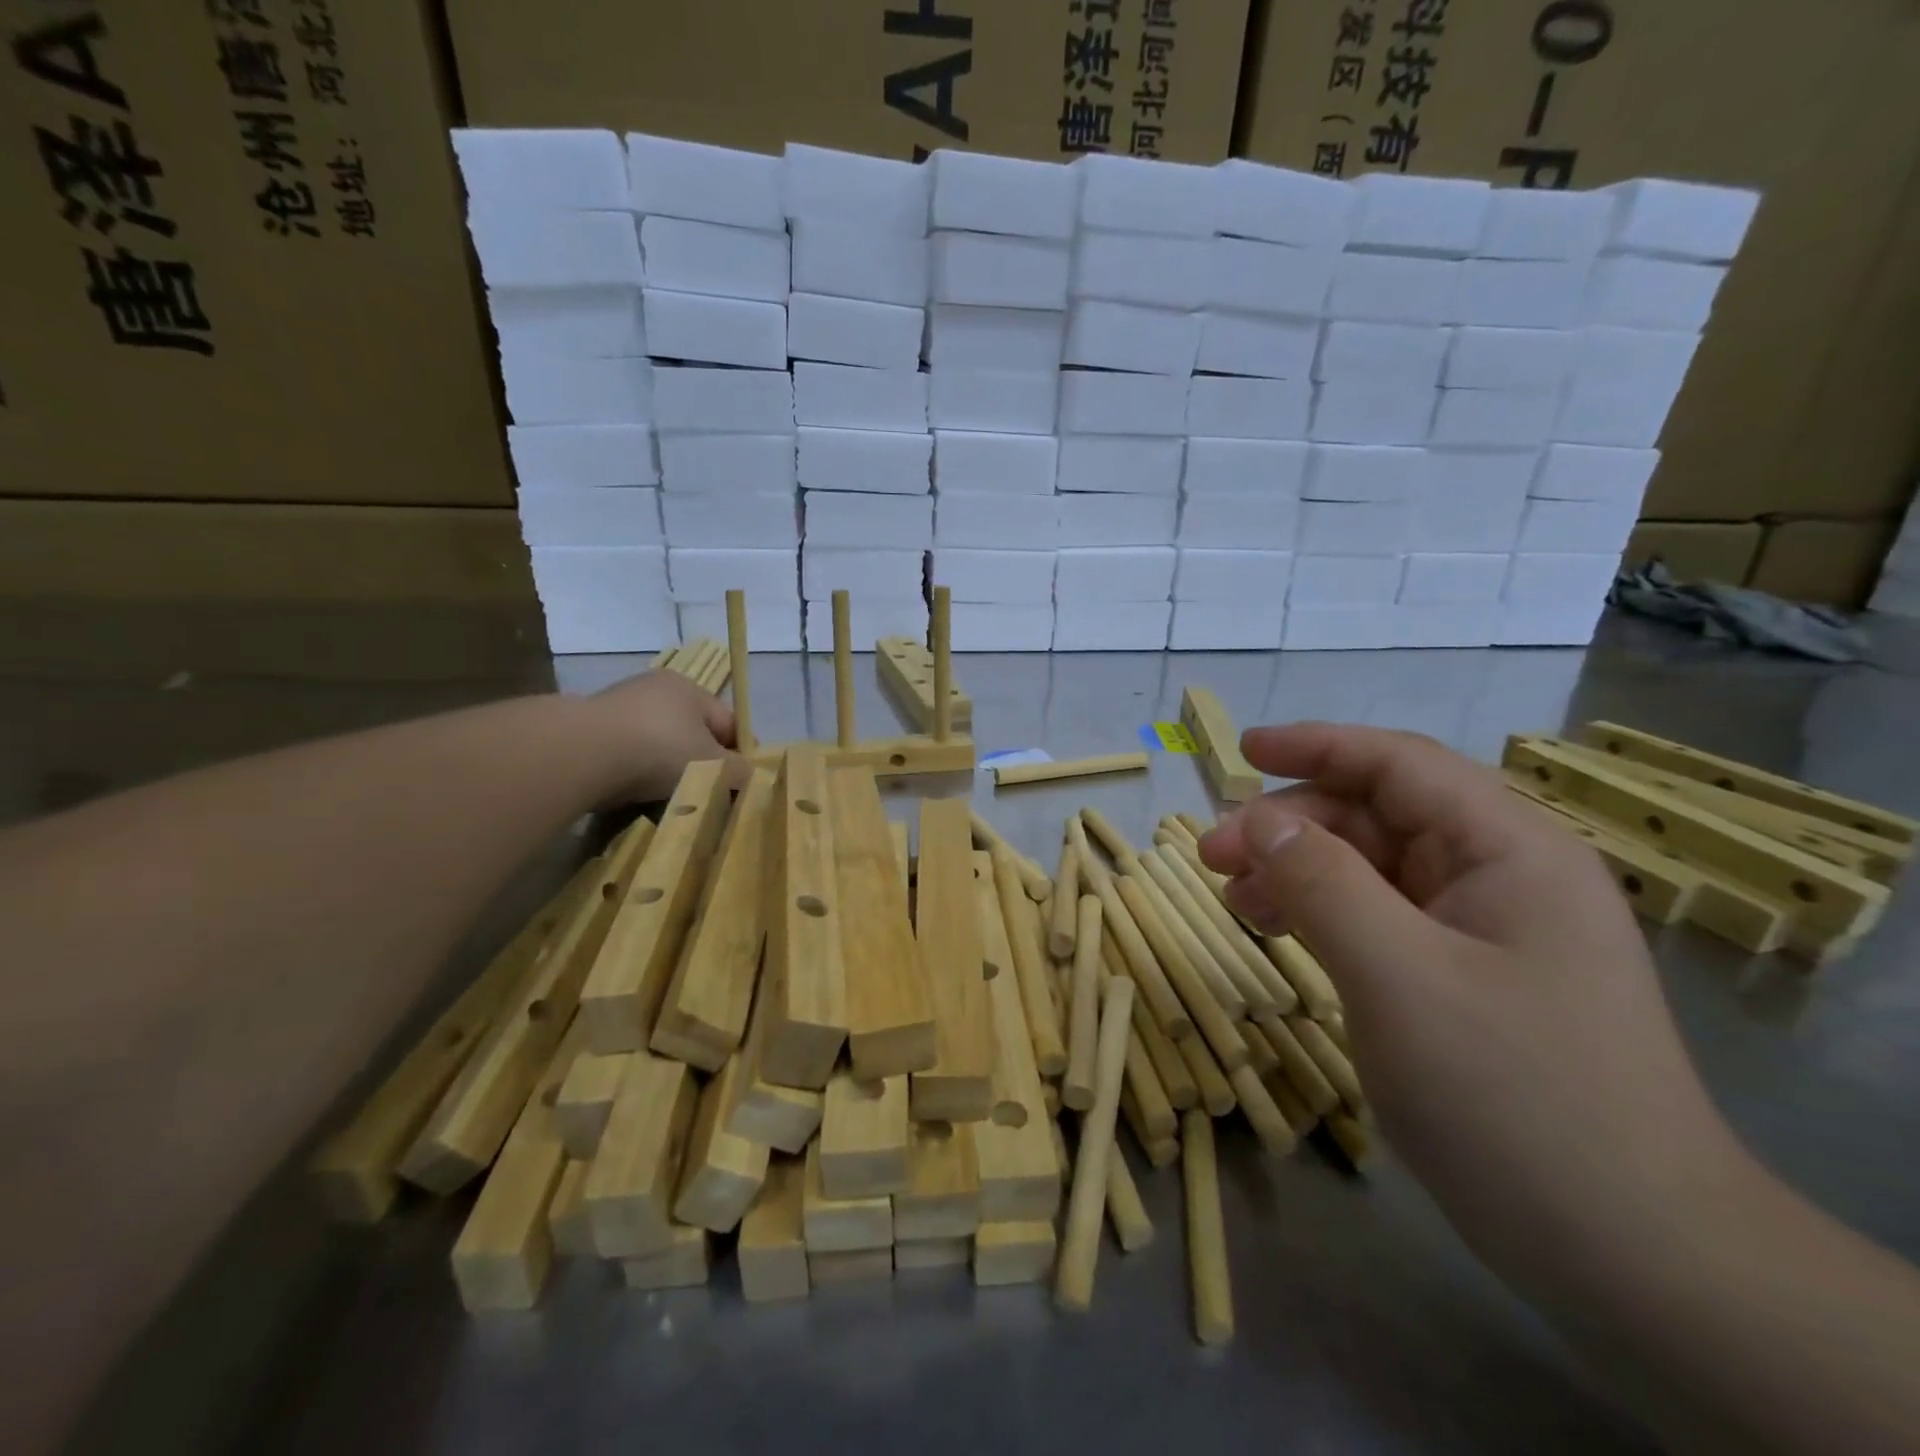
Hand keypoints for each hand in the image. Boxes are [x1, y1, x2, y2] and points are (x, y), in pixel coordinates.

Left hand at [587, 670, 746, 804]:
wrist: (581, 754)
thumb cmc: (660, 750)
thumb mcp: (712, 765)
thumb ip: (737, 771)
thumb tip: (744, 775)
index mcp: (690, 689)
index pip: (728, 723)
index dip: (738, 755)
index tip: (737, 786)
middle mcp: (654, 689)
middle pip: (691, 734)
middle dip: (699, 766)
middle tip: (703, 796)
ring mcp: (618, 707)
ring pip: (657, 748)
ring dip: (664, 774)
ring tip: (666, 802)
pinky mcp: (589, 730)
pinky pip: (625, 758)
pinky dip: (633, 777)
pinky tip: (633, 797)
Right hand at [1200, 723, 1745, 1284]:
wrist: (1633, 1257)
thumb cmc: (1515, 1097)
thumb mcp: (1398, 977)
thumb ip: (1321, 882)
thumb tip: (1256, 817)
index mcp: (1508, 848)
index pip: (1399, 763)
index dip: (1315, 745)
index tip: (1239, 749)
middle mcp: (1501, 874)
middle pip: (1377, 815)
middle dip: (1291, 824)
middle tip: (1213, 858)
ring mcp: (1485, 930)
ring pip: (1372, 868)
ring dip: (1298, 871)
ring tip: (1236, 902)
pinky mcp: (1467, 978)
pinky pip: (1380, 919)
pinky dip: (1323, 915)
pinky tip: (1281, 935)